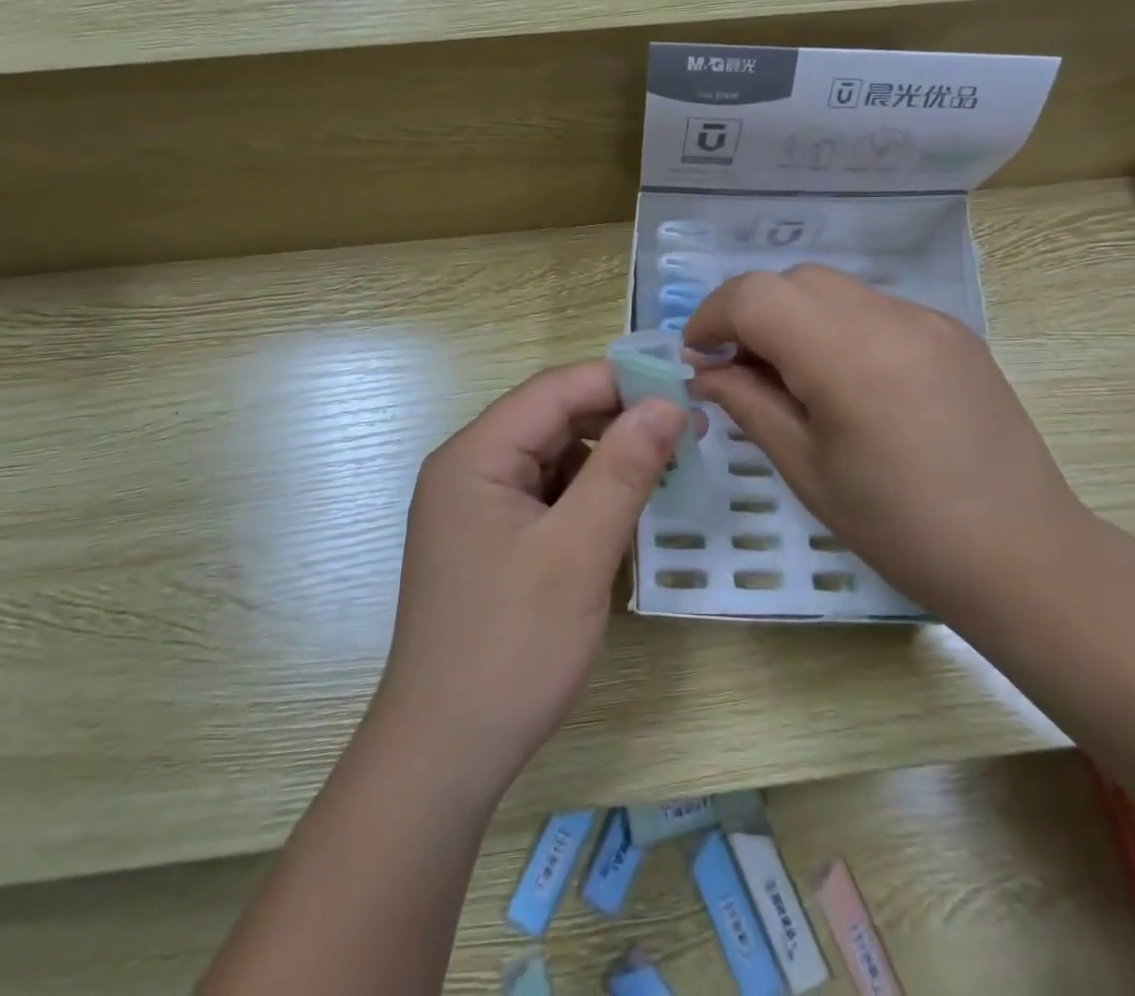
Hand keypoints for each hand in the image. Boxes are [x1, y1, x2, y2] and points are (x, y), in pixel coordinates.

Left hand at [372, 361, 687, 798]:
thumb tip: (668, 403)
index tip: (685, 390)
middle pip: (552, 419)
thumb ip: (623, 470)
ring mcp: (477, 506)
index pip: (554, 389)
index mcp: (474, 455)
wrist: (445, 754)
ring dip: (607, 459)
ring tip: (668, 469)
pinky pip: (547, 496)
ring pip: (554, 457)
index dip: (620, 381)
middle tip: (689, 433)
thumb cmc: (511, 648)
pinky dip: (588, 496)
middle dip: (619, 420)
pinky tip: (625, 512)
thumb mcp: (577, 552)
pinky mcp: (491, 540)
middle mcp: (469, 468)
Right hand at [684, 265, 1086, 601]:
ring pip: (834, 289)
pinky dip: (838, 327)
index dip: (712, 317)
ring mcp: (928, 320)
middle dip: (751, 313)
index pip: (755, 296)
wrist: (1022, 555)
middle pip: (793, 281)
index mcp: (846, 355)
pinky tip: (846, 382)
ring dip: (794, 317)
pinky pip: (875, 308)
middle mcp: (889, 317)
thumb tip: (705, 371)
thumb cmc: (899, 527)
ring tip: (791, 377)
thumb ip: (749, 404)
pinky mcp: (954, 333)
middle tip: (739, 370)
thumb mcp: (806, 469)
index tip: (697, 356)